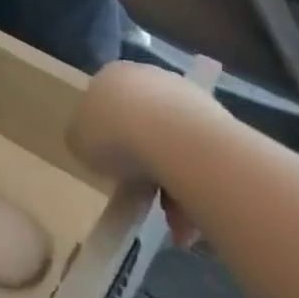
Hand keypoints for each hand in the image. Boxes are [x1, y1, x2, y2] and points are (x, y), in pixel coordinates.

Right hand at [68, 60, 220, 245]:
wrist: (175, 142)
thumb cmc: (114, 135)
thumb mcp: (78, 141)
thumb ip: (83, 139)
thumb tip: (91, 144)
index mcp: (112, 75)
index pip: (105, 103)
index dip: (105, 137)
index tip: (109, 166)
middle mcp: (150, 77)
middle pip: (142, 124)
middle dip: (144, 163)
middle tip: (141, 195)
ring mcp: (188, 97)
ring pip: (174, 146)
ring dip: (173, 183)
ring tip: (173, 222)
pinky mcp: (220, 120)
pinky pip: (202, 159)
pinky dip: (197, 187)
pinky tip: (192, 218)